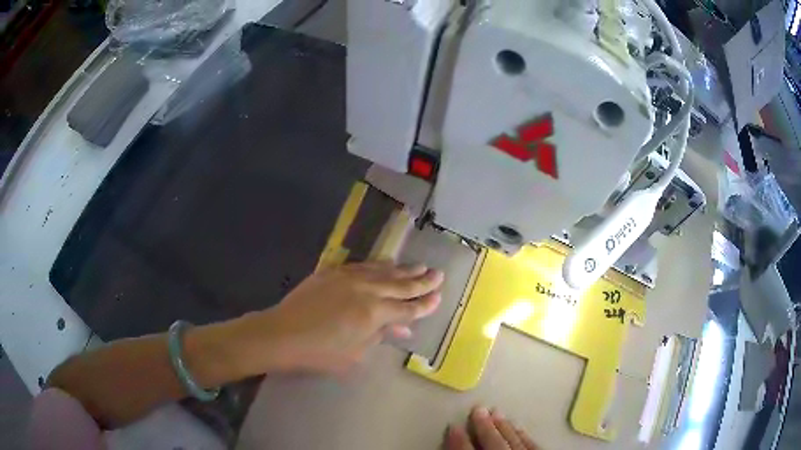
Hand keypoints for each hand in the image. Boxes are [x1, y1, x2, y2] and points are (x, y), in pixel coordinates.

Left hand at [231, 262, 443, 375]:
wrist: (282, 334)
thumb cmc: (320, 353)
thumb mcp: (355, 353)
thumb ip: (380, 336)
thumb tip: (403, 329)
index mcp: (374, 314)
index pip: (407, 308)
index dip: (425, 304)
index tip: (439, 296)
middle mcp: (366, 291)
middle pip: (400, 285)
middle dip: (422, 281)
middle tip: (439, 274)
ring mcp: (349, 277)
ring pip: (383, 271)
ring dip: (403, 269)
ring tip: (420, 266)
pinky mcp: (333, 271)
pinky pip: (363, 266)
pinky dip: (378, 265)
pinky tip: (387, 264)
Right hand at [445, 407, 538, 449]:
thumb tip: (453, 439)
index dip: (459, 439)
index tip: (453, 426)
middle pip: (493, 442)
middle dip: (485, 426)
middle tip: (478, 409)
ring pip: (514, 440)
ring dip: (504, 427)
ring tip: (496, 413)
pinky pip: (532, 445)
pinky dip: (524, 436)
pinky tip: (519, 428)